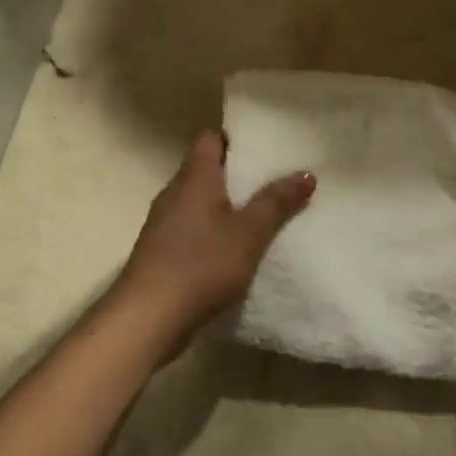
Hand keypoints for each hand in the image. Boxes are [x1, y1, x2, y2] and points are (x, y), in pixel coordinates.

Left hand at [116, 132, 314, 341]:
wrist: (148, 317)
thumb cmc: (201, 265)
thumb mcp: (249, 233)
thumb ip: (276, 202)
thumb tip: (307, 173)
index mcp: (194, 178)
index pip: (210, 138)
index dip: (236, 138)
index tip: (266, 145)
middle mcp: (174, 193)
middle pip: (206, 169)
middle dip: (238, 173)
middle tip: (275, 179)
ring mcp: (164, 223)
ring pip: (200, 201)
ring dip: (227, 204)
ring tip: (263, 212)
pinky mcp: (162, 251)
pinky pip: (193, 228)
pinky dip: (214, 230)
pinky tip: (236, 248)